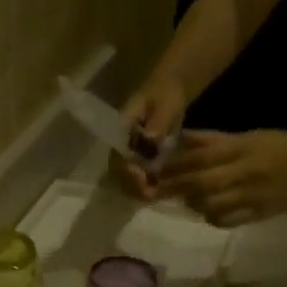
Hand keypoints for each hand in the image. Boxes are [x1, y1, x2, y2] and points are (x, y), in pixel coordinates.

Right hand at [108, 82, 187, 198]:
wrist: (169, 90)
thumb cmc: (167, 93)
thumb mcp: (166, 102)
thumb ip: (159, 120)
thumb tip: (151, 138)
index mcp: (122, 128)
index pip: (117, 153)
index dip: (126, 169)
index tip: (141, 178)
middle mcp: (121, 142)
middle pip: (117, 170)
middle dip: (131, 185)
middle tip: (149, 194)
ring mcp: (128, 151)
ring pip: (124, 176)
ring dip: (137, 189)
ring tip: (154, 196)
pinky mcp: (138, 157)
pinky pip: (136, 176)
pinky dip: (145, 186)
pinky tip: (158, 192)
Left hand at [158, 129, 286, 227]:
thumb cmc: (281, 147)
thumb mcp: (248, 137)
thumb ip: (213, 140)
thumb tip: (181, 139)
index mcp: (243, 148)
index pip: (201, 157)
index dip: (175, 165)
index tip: (154, 169)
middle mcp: (245, 172)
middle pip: (202, 182)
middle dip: (176, 187)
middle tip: (155, 190)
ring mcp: (252, 196)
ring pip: (212, 204)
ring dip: (193, 203)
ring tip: (185, 200)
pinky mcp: (259, 214)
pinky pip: (228, 221)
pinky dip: (213, 218)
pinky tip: (209, 212)